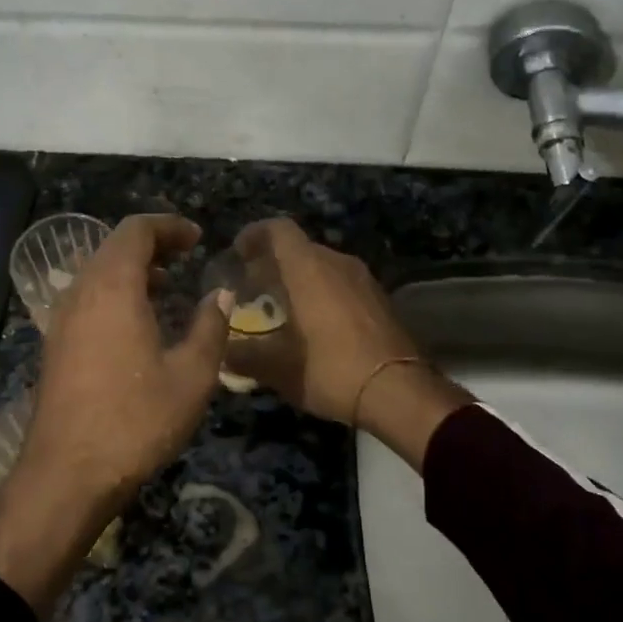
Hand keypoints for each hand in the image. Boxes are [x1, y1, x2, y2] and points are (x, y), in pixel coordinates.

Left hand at [0, 214, 231, 616]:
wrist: (67, 474)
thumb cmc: (136, 420)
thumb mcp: (192, 376)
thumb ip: (210, 326)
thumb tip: (222, 293)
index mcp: (113, 287)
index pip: (136, 231)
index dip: (169, 227)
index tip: (198, 239)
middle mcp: (80, 292)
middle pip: (114, 246)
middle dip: (152, 244)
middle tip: (186, 257)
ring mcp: (61, 319)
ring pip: (97, 272)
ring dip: (132, 269)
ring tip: (167, 286)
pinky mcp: (55, 345)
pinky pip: (87, 298)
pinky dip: (115, 292)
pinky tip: (138, 322)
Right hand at [225, 218, 471, 468]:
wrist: (400, 391)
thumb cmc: (331, 369)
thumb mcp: (278, 368)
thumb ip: (244, 356)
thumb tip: (223, 353)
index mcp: (308, 268)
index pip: (278, 229)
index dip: (254, 234)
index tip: (238, 253)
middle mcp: (337, 263)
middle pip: (299, 248)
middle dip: (272, 263)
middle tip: (251, 288)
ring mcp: (362, 279)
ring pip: (321, 266)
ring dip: (298, 279)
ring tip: (279, 308)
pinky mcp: (379, 299)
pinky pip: (340, 283)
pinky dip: (321, 293)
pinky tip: (312, 325)